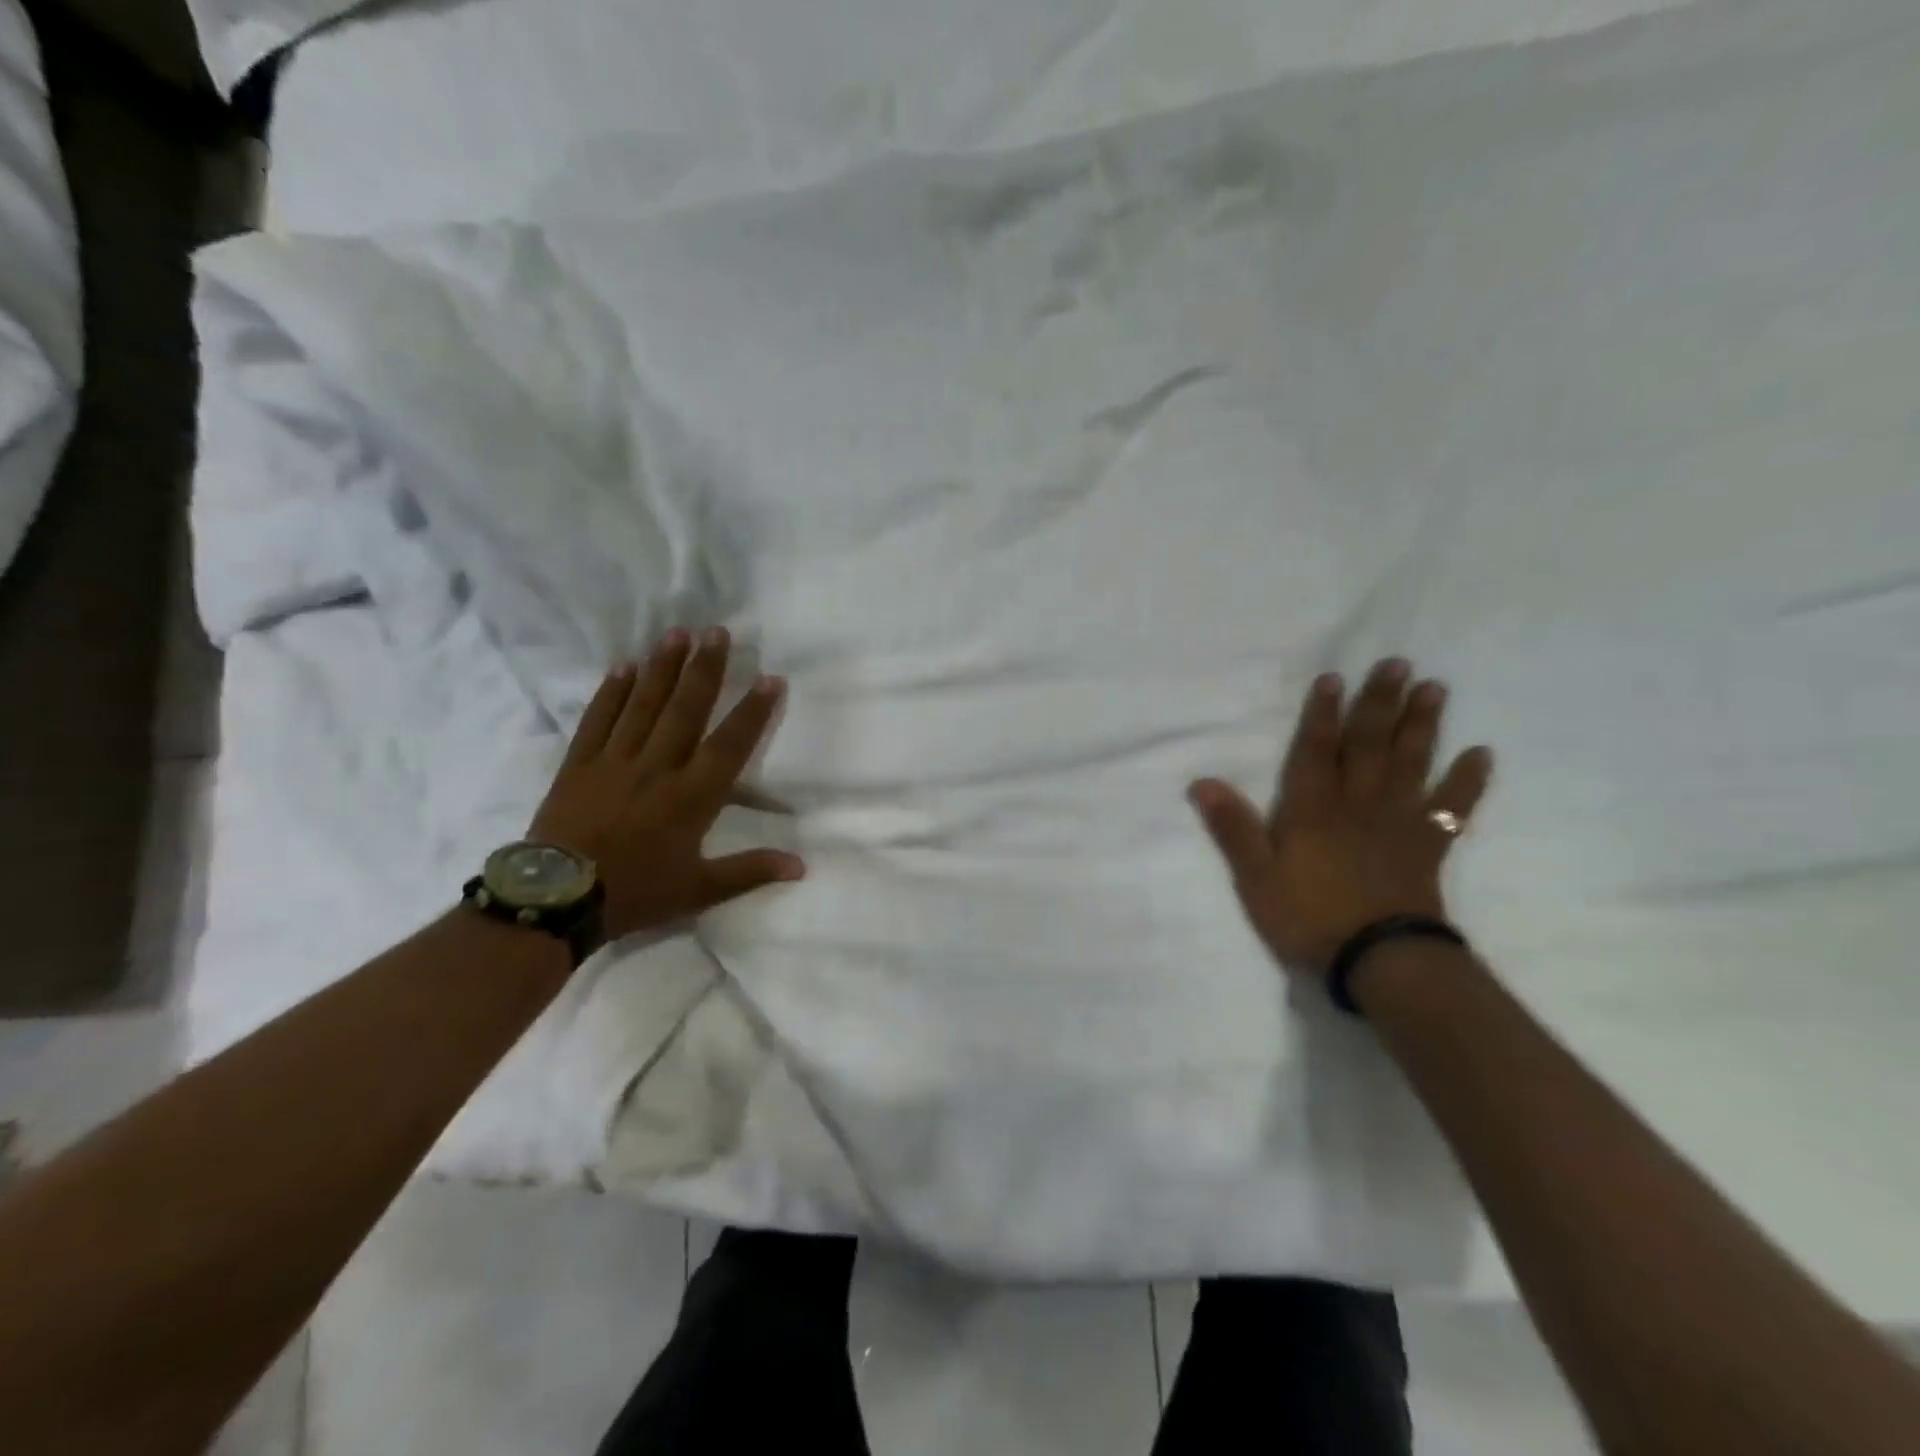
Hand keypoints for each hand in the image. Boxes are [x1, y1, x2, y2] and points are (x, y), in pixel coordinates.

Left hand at [530, 628, 804, 938]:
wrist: (556, 901)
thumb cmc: (635, 893)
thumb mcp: (698, 890)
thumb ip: (750, 871)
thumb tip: (801, 866)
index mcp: (691, 796)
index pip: (729, 744)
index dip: (752, 711)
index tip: (770, 678)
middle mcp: (657, 768)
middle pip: (685, 710)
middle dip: (705, 669)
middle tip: (718, 631)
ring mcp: (614, 761)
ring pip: (643, 705)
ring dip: (662, 668)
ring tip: (677, 633)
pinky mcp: (578, 764)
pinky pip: (597, 720)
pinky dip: (611, 692)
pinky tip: (624, 666)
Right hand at [1188, 658, 1492, 980]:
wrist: (1380, 961)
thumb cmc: (1308, 917)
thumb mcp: (1255, 877)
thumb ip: (1232, 828)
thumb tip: (1201, 782)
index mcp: (1313, 809)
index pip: (1316, 751)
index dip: (1322, 714)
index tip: (1333, 678)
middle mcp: (1357, 804)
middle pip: (1369, 746)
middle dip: (1379, 704)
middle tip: (1398, 665)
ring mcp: (1397, 823)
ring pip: (1410, 764)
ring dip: (1421, 726)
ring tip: (1434, 689)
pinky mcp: (1427, 847)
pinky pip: (1451, 808)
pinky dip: (1467, 782)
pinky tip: (1481, 754)